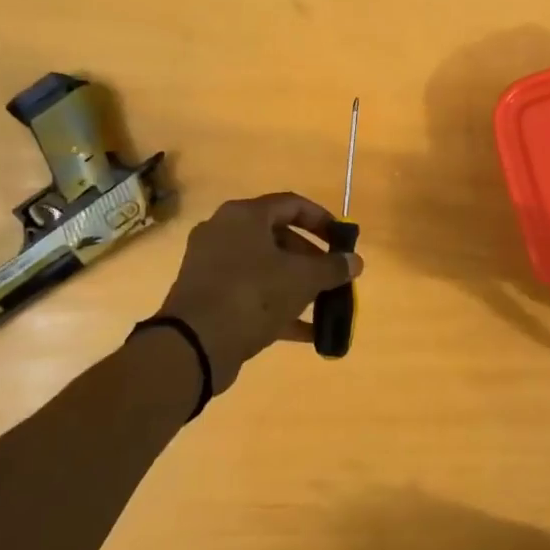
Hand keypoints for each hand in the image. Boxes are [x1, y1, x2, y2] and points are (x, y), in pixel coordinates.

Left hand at [156, 192, 362, 393]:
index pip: (292, 204)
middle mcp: (224, 233)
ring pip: (265, 268)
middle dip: (311, 258)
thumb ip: (332, 267)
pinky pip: (251, 294)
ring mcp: (212, 266)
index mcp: (244, 216)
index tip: (342, 240)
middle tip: (333, 275)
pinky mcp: (208, 297)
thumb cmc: (252, 295)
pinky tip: (308, 332)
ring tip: (324, 303)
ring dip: (297, 284)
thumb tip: (355, 261)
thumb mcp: (302, 279)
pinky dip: (278, 307)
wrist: (194, 345)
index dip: (322, 220)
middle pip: (278, 237)